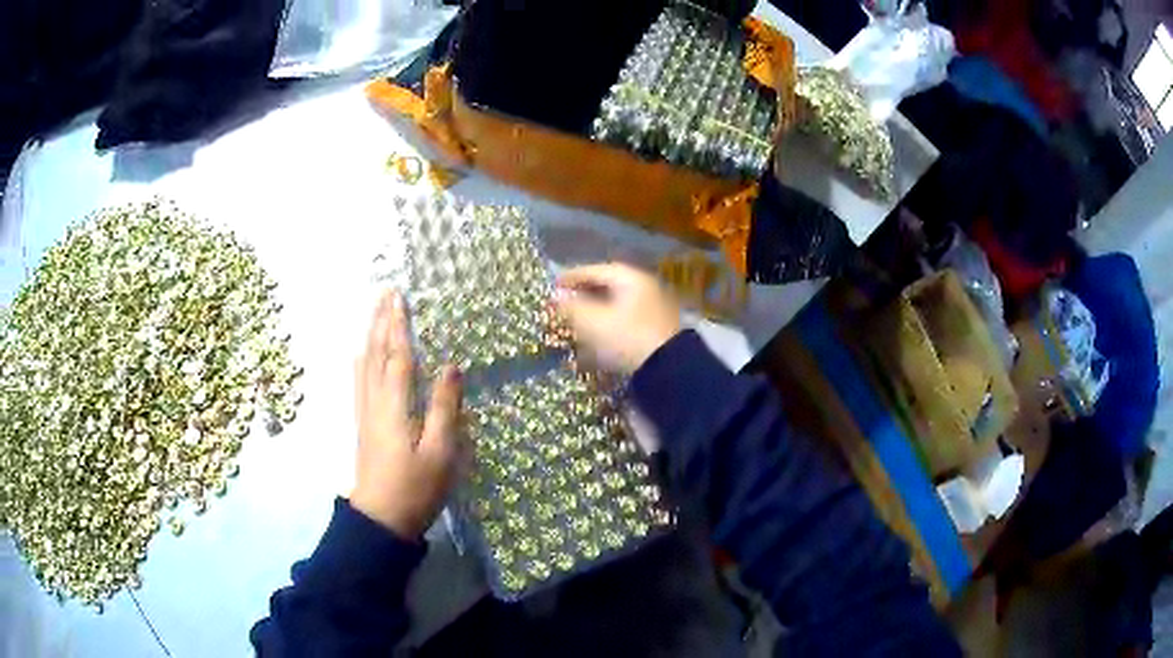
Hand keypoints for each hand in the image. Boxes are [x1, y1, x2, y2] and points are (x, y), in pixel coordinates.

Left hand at [350, 291, 463, 538]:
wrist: (381, 518)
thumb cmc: (416, 487)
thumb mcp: (440, 452)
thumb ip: (444, 408)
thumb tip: (451, 366)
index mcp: (394, 405)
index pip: (397, 356)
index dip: (398, 325)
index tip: (399, 297)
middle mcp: (375, 402)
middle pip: (375, 353)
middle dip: (380, 321)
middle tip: (384, 293)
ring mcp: (365, 413)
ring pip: (364, 365)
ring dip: (369, 335)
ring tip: (373, 314)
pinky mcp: (363, 425)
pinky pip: (359, 382)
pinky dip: (360, 361)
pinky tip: (360, 356)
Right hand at [554, 263, 681, 374]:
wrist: (668, 370)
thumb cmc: (626, 338)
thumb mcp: (592, 322)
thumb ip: (571, 307)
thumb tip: (555, 297)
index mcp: (631, 278)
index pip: (596, 270)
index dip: (571, 277)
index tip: (553, 286)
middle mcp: (645, 287)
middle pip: (608, 286)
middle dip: (584, 295)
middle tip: (564, 304)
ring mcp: (654, 308)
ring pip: (617, 305)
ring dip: (596, 311)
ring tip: (577, 323)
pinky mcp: (657, 330)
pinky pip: (626, 321)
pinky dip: (609, 325)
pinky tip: (596, 338)